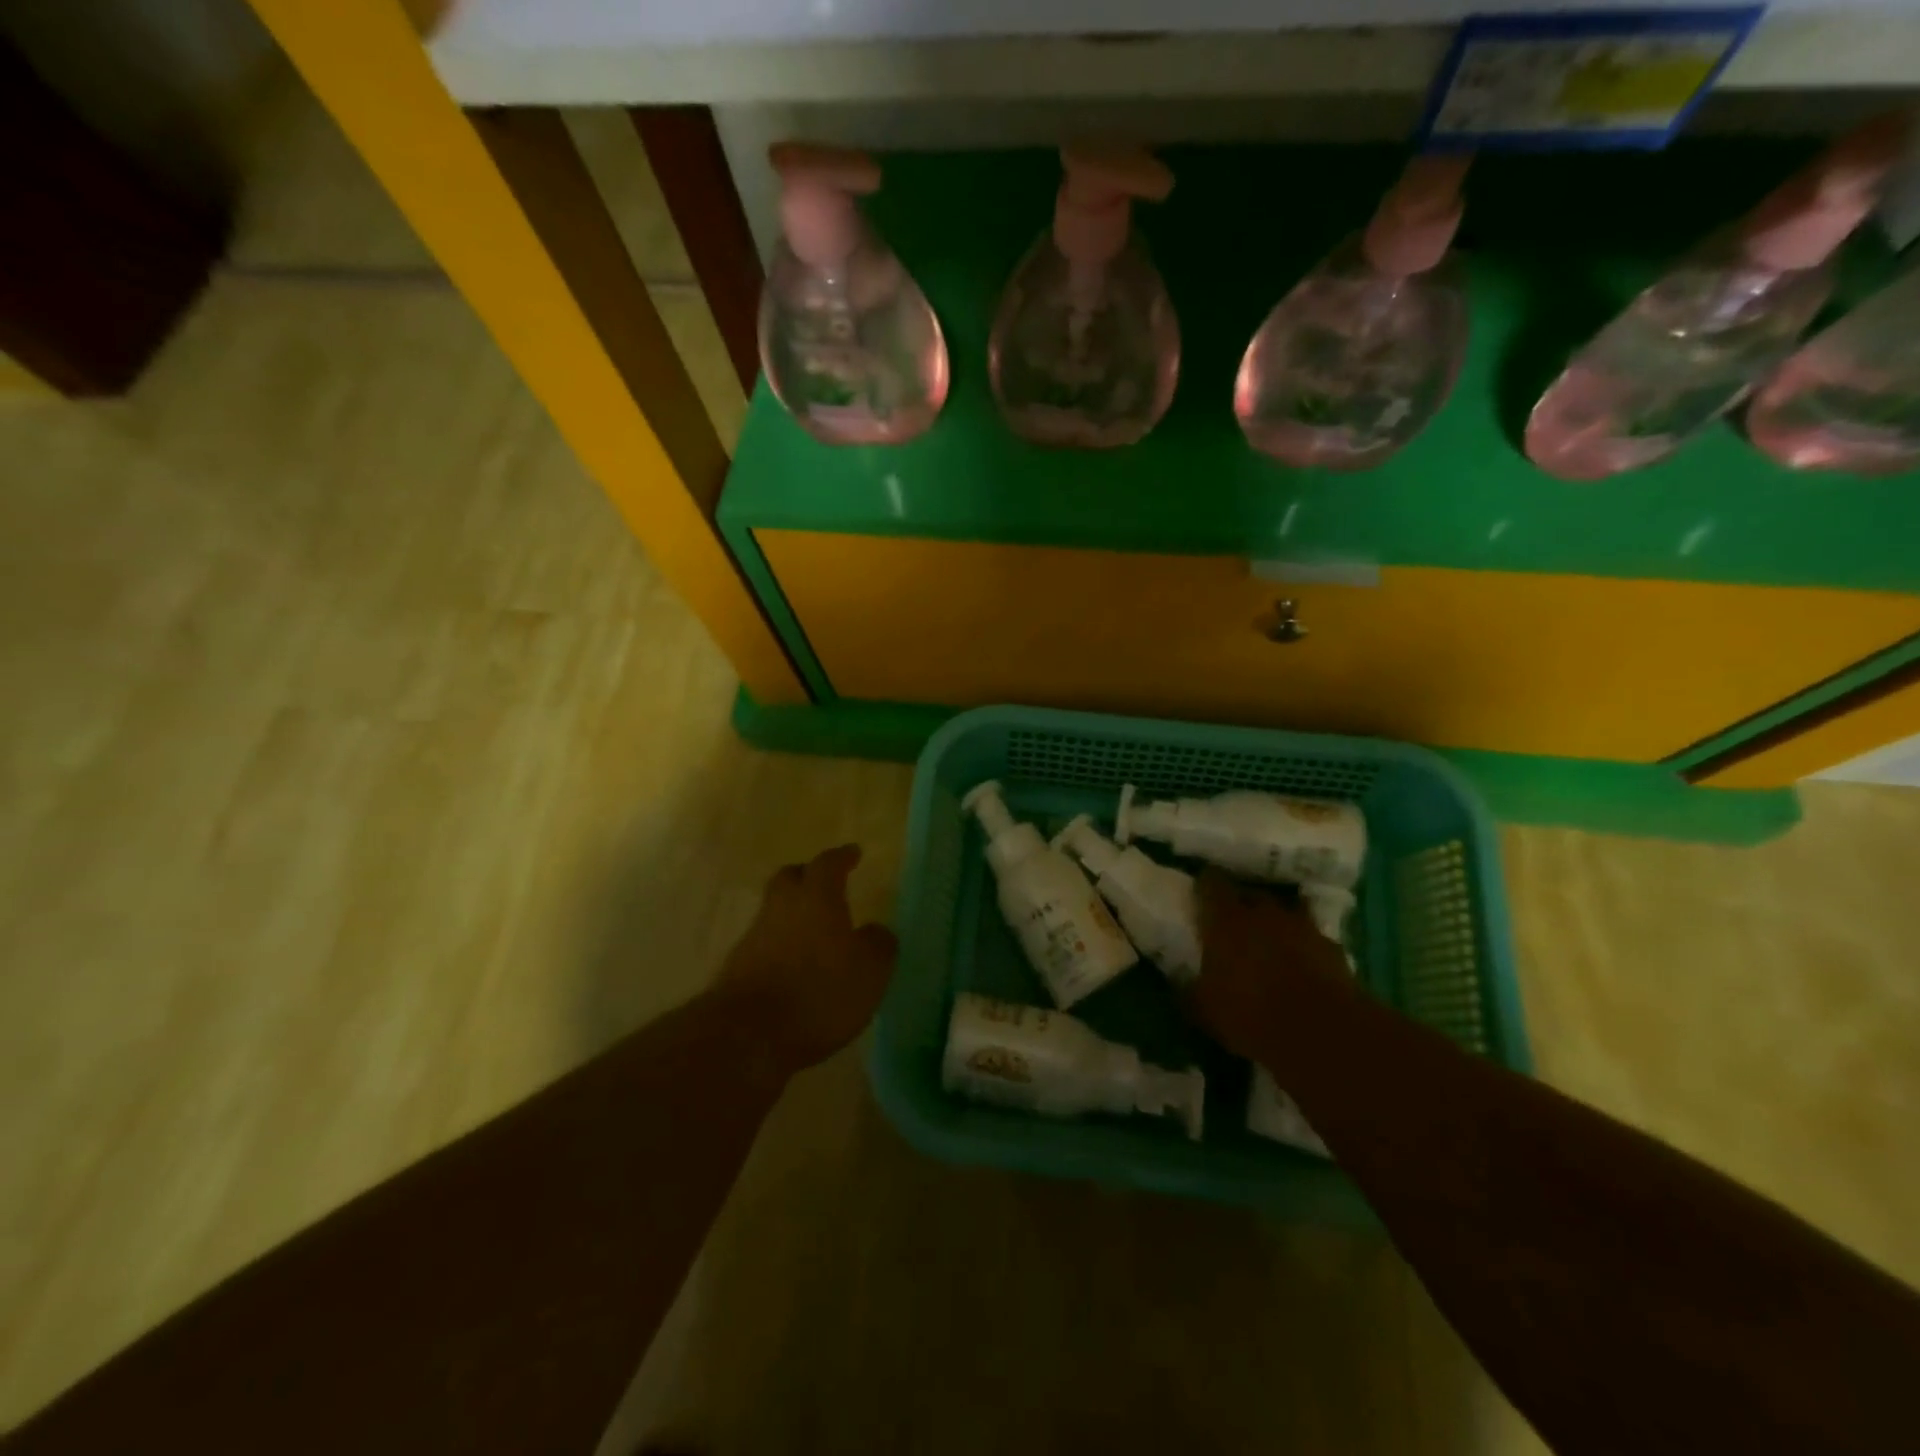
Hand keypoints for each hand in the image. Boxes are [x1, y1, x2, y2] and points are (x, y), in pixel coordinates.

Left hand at [719, 844, 897, 1073]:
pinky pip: (765, 945)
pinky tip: (796, 967)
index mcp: (816, 898)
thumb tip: (876, 931)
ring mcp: (754, 937)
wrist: (749, 1035)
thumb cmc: (820, 992)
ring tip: (816, 933)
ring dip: (793, 916)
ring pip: (775, 912)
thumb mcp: (870, 971)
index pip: (828, 864)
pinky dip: (781, 947)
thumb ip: (878, 944)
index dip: (842, 857)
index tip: (853, 853)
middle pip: (790, 878)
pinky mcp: (738, 969)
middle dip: (807, 876)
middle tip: (825, 883)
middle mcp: (781, 908)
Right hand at [1188, 870, 1353, 1062]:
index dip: (1206, 886)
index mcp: (1226, 920)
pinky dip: (1305, 946)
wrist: (1322, 1032)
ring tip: (1270, 941)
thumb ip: (1188, 990)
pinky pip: (1312, 938)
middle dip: (1242, 904)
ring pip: (1286, 911)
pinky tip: (1302, 965)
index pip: (1211, 883)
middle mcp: (1264, 913)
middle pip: (1251, 893)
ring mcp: (1302, 927)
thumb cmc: (1250, 1014)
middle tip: (1234, 923)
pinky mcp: (1332, 948)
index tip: (1201, 894)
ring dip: (1277, 922)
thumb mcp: (1204, 1010)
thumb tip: (1177, 983)